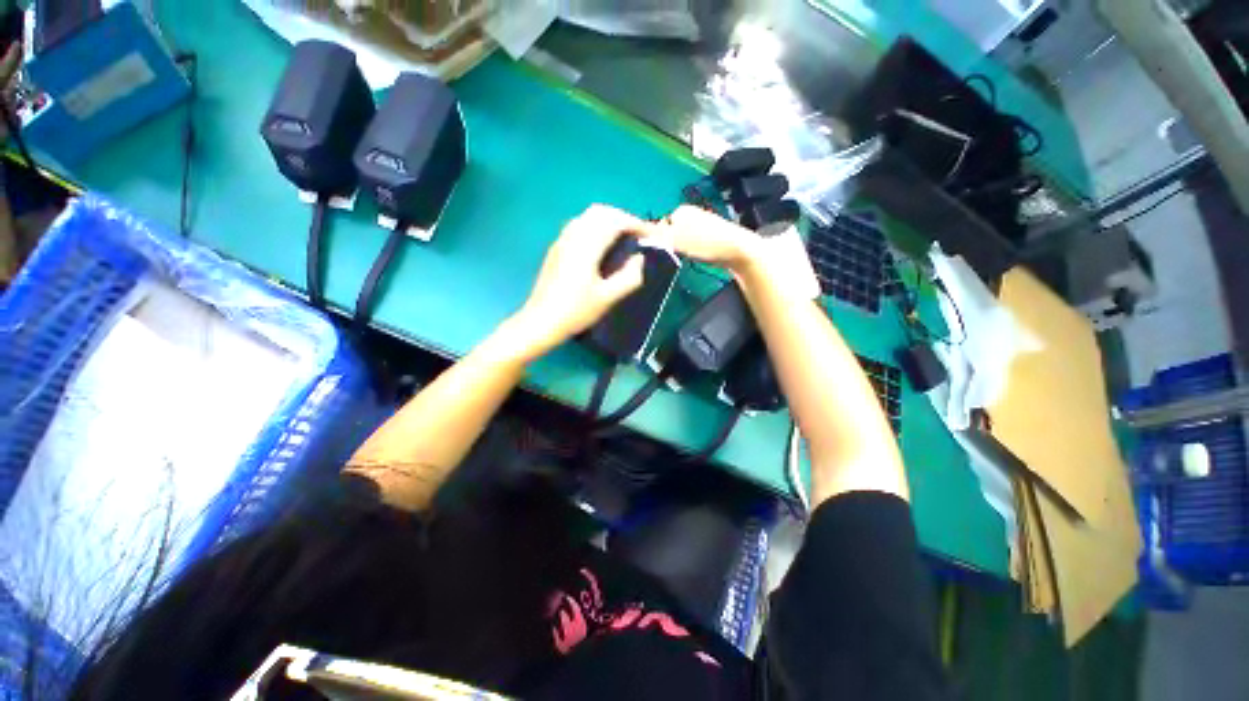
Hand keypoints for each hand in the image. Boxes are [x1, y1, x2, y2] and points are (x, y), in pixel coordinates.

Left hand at [510, 204, 652, 357]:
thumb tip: (639, 258)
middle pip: (601, 212)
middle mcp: (573, 236)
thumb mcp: (607, 298)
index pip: (615, 222)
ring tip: (623, 237)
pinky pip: (579, 225)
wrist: (540, 321)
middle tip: (638, 234)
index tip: (651, 235)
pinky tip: (602, 245)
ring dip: (609, 220)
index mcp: (587, 247)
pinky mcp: (556, 248)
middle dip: (623, 217)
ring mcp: (562, 240)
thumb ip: (629, 277)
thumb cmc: (576, 312)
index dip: (636, 224)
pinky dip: (596, 226)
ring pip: (588, 216)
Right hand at [658, 205, 761, 270]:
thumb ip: (655, 238)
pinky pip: (692, 243)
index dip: (656, 241)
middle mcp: (689, 213)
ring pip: (681, 238)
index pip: (657, 226)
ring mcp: (701, 223)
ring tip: (685, 258)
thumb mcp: (676, 241)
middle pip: (669, 232)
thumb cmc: (705, 243)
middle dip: (669, 245)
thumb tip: (636, 237)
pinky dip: (690, 250)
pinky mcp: (709, 235)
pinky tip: (695, 257)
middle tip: (673, 257)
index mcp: (679, 210)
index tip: (659, 253)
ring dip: (680, 249)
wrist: (738, 250)